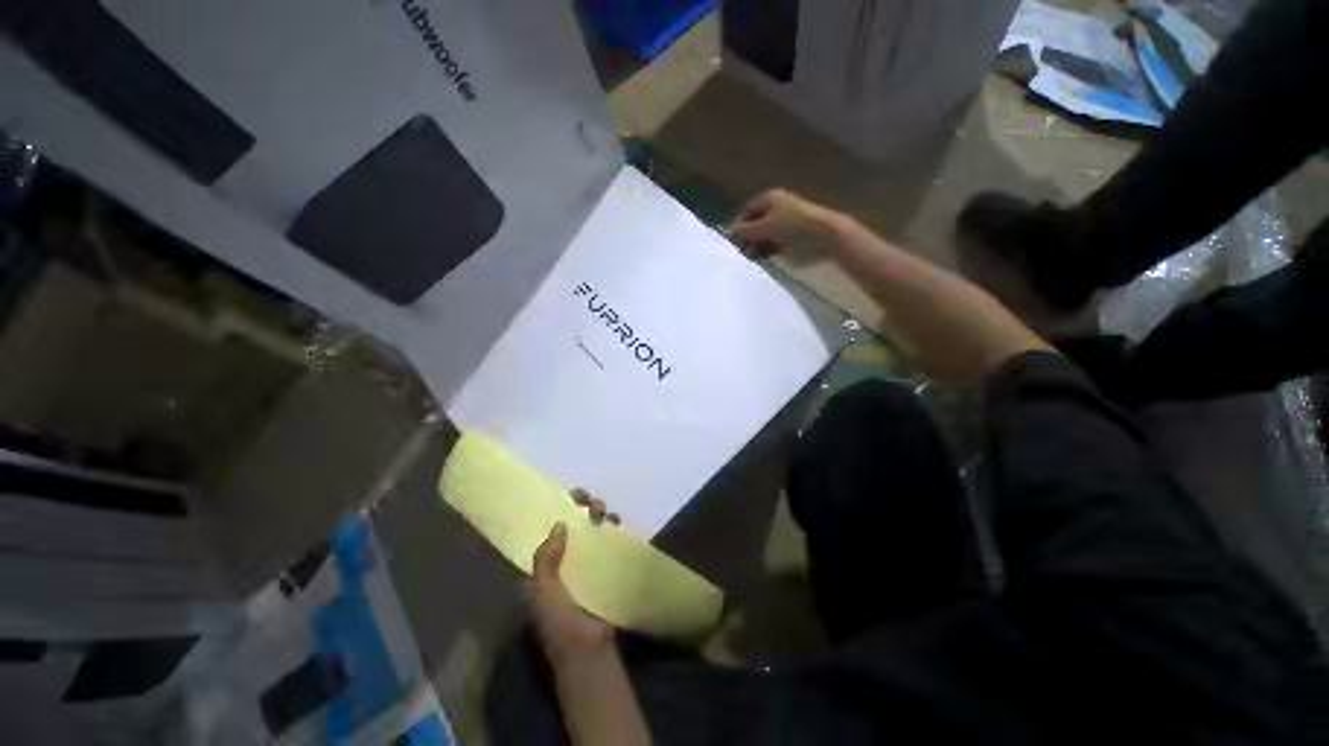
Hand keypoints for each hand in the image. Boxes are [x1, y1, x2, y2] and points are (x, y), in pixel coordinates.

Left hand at [529, 490, 619, 665]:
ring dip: (598, 515)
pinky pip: (609, 541)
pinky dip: (612, 528)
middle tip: (590, 501)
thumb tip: (559, 523)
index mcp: (545, 567)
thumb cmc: (559, 623)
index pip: (551, 530)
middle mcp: (565, 561)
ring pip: (592, 529)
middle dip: (581, 508)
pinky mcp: (606, 568)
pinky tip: (616, 522)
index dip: (559, 510)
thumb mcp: (543, 591)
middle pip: (573, 524)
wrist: (588, 650)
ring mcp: (587, 563)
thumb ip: (546, 559)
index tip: (570, 497)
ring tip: (604, 512)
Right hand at [728, 189, 840, 258]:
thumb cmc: (791, 226)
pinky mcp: (794, 233)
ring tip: (754, 257)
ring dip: (758, 245)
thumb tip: (730, 233)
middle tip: (744, 253)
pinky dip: (769, 248)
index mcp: (768, 197)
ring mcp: (786, 219)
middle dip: (748, 238)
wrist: (824, 234)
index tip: (734, 243)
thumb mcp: (763, 228)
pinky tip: (766, 256)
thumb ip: (744, 231)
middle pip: (755, 223)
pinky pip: (775, 240)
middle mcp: (776, 205)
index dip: (739, 226)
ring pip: (765, 233)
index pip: (746, 211)